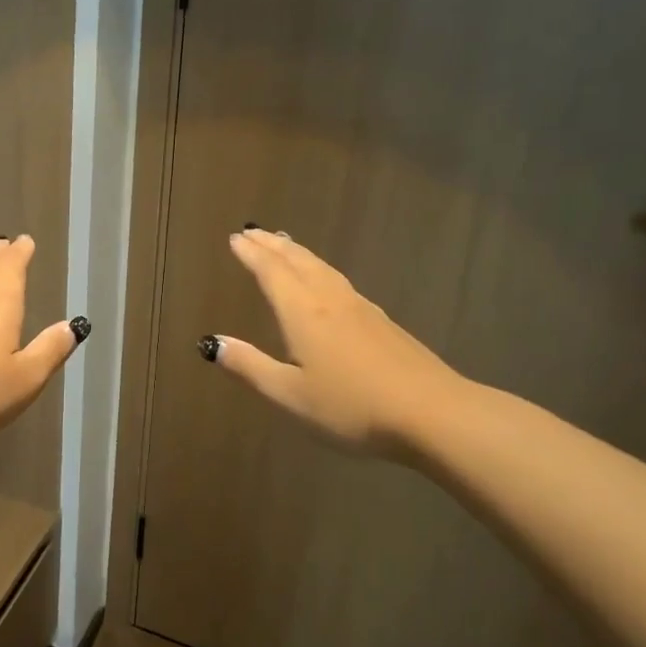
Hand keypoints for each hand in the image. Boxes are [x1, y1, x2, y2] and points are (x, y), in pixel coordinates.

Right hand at [207, 228, 467, 459]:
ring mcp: (361, 309)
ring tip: (285, 243)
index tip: (235, 237)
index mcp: (303, 313)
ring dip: (298, 253)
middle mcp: (330, 300)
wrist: (433, 414)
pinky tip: (327, 282)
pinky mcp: (383, 323)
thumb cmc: (351, 407)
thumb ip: (249, 367)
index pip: (271, 272)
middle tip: (253, 231)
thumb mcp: (289, 394)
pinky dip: (321, 269)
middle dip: (272, 246)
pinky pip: (341, 281)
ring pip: (323, 269)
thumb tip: (212, 343)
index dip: (251, 254)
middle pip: (298, 262)